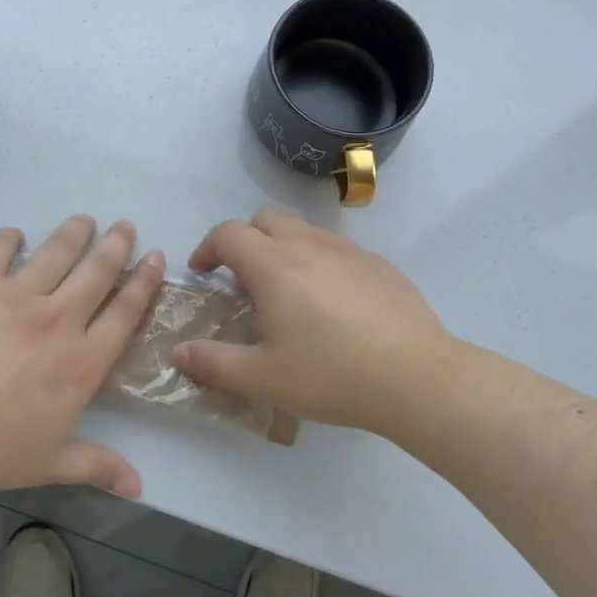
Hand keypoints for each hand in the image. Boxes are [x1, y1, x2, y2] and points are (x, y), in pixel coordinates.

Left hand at [0, 216, 164, 497]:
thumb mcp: (47, 463)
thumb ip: (96, 466)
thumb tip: (139, 486)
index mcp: (81, 362)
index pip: (124, 312)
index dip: (144, 282)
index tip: (156, 257)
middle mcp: (58, 319)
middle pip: (97, 272)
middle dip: (116, 246)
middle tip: (125, 226)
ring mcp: (16, 296)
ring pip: (57, 252)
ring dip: (75, 233)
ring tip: (84, 221)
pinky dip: (9, 238)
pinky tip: (14, 235)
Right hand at [173, 207, 458, 439]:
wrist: (418, 378)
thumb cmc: (331, 374)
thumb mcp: (263, 377)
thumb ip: (214, 363)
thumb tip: (178, 353)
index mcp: (273, 264)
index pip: (228, 233)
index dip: (207, 248)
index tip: (203, 273)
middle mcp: (309, 245)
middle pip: (265, 218)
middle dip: (245, 240)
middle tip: (244, 281)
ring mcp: (350, 251)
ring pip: (304, 231)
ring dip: (284, 249)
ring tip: (289, 295)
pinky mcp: (381, 265)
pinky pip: (338, 250)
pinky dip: (320, 263)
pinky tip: (334, 307)